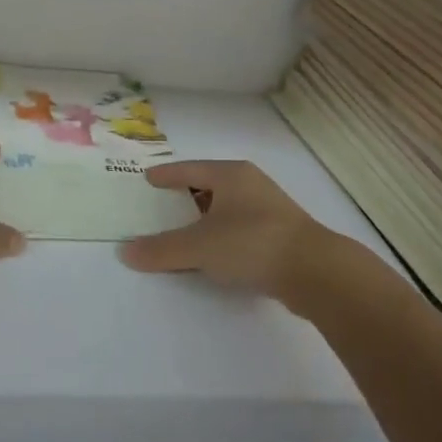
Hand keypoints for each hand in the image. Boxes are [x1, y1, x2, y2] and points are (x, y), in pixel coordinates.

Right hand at [121, 161, 345, 307]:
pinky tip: (213, 255)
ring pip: (226, 209)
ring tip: (182, 233)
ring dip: (204, 220)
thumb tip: (125, 251)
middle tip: (160, 207)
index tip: (148, 179)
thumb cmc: (252, 243)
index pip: (189, 169)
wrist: (316, 272)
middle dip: (185, 197)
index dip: (166, 174)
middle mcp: (251, 185)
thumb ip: (161, 249)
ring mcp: (270, 210)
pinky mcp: (281, 236)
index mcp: (230, 175)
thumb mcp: (199, 246)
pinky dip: (222, 237)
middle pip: (209, 186)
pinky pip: (240, 230)